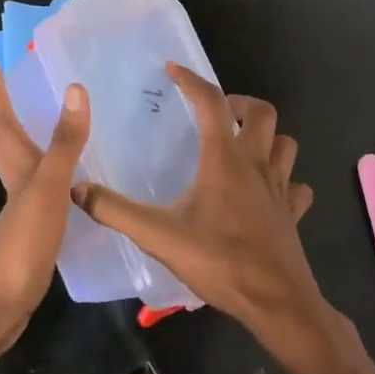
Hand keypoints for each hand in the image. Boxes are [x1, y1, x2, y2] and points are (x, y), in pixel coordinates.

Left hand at [0, 63, 90, 332]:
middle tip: (21, 95)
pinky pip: (41, 195)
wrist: (2, 303)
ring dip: (33, 148)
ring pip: (23, 170)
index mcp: (18, 169)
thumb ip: (65, 143)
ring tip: (55, 134)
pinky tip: (73, 189)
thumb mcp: (49, 188)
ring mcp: (22, 212)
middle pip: (6, 145)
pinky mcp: (33, 234)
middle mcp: (17, 185)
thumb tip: (75, 89)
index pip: (4, 122)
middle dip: (8, 118)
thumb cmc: (23, 242)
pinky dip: (53, 182)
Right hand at [76, 63, 318, 339]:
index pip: (210, 102)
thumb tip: (77, 187)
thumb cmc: (220, 262)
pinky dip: (285, 179)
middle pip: (262, 112)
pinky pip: (296, 185)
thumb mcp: (158, 236)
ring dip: (266, 137)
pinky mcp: (293, 213)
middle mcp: (256, 164)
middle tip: (215, 114)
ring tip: (241, 146)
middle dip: (239, 103)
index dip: (191, 80)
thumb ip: (115, 210)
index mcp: (224, 159)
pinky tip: (267, 191)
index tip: (173, 70)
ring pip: (285, 144)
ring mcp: (281, 189)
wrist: (276, 303)